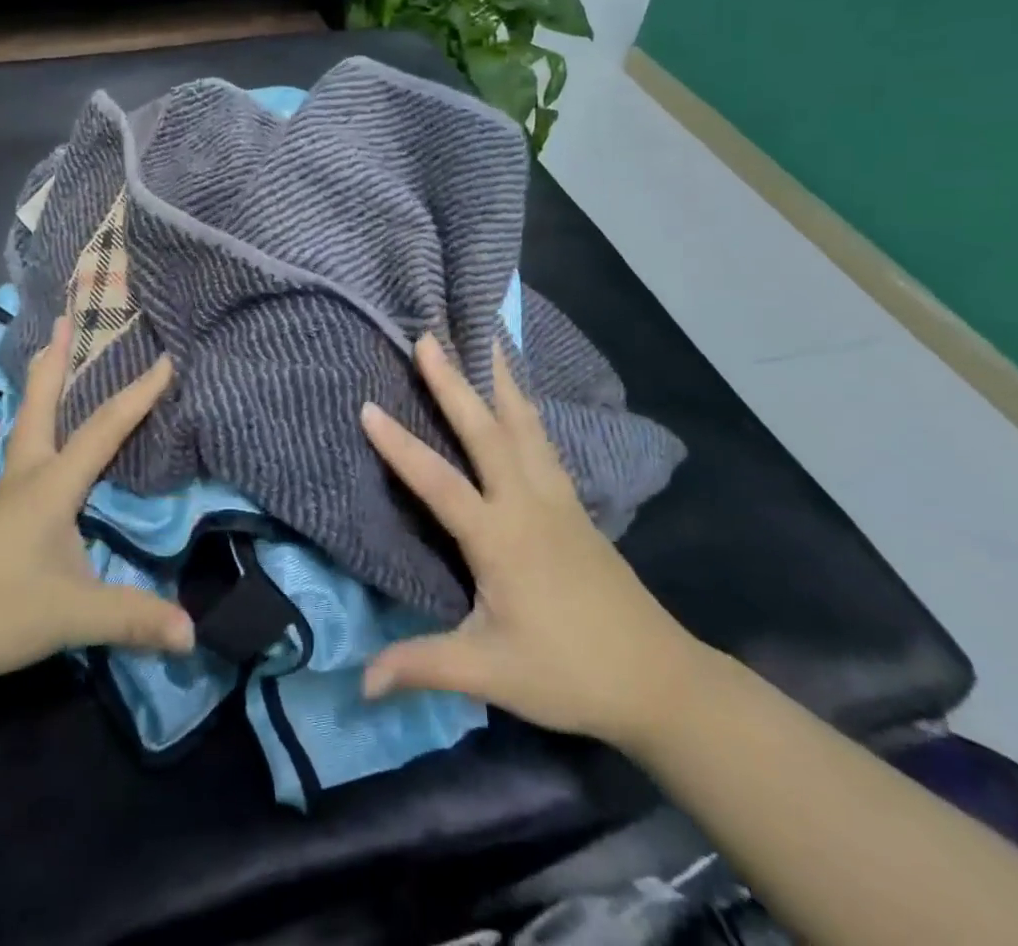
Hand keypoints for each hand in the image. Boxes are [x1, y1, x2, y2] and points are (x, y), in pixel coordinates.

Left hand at [0, 317, 194, 693]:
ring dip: (38, 396)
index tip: (165, 358)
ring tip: (47, 372)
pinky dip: (31, 441)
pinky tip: (34, 466)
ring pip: (22, 434)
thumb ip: (131, 619)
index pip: (104, 429)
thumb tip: (193, 633)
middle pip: (39, 407)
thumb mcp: (69, 615)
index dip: (139, 395)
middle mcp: (22, 480)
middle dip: (54, 364)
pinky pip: (15, 466)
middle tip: (62, 322)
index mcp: (50, 486)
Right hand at [360, 336, 703, 749]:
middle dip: (454, 382)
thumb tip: (360, 681)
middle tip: (429, 337)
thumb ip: (423, 666)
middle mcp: (528, 502)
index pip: (440, 483)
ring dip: (500, 378)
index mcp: (501, 538)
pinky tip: (520, 396)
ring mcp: (556, 497)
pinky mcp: (573, 504)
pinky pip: (542, 439)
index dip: (401, 446)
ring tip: (485, 338)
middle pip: (487, 430)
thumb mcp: (490, 673)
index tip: (368, 406)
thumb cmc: (568, 672)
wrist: (657, 678)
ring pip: (524, 423)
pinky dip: (525, 405)